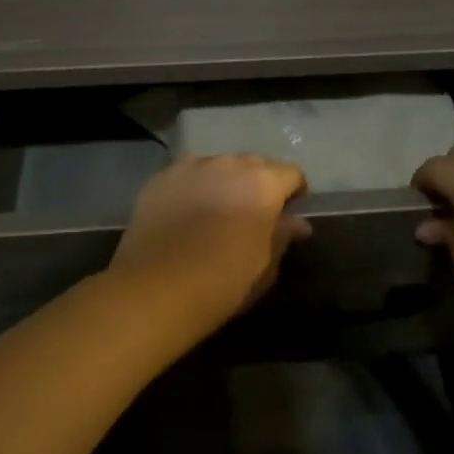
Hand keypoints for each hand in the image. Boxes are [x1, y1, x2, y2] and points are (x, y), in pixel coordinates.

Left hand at [110, 155, 311, 333]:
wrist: (156, 290)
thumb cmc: (223, 282)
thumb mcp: (265, 266)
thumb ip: (283, 235)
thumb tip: (297, 222)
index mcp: (263, 183)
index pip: (291, 173)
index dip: (294, 191)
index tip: (288, 213)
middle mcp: (228, 164)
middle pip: (254, 164)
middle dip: (258, 183)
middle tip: (253, 213)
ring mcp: (190, 167)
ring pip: (218, 166)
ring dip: (224, 182)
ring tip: (216, 210)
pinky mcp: (160, 178)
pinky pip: (187, 176)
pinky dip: (193, 188)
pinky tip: (185, 213)